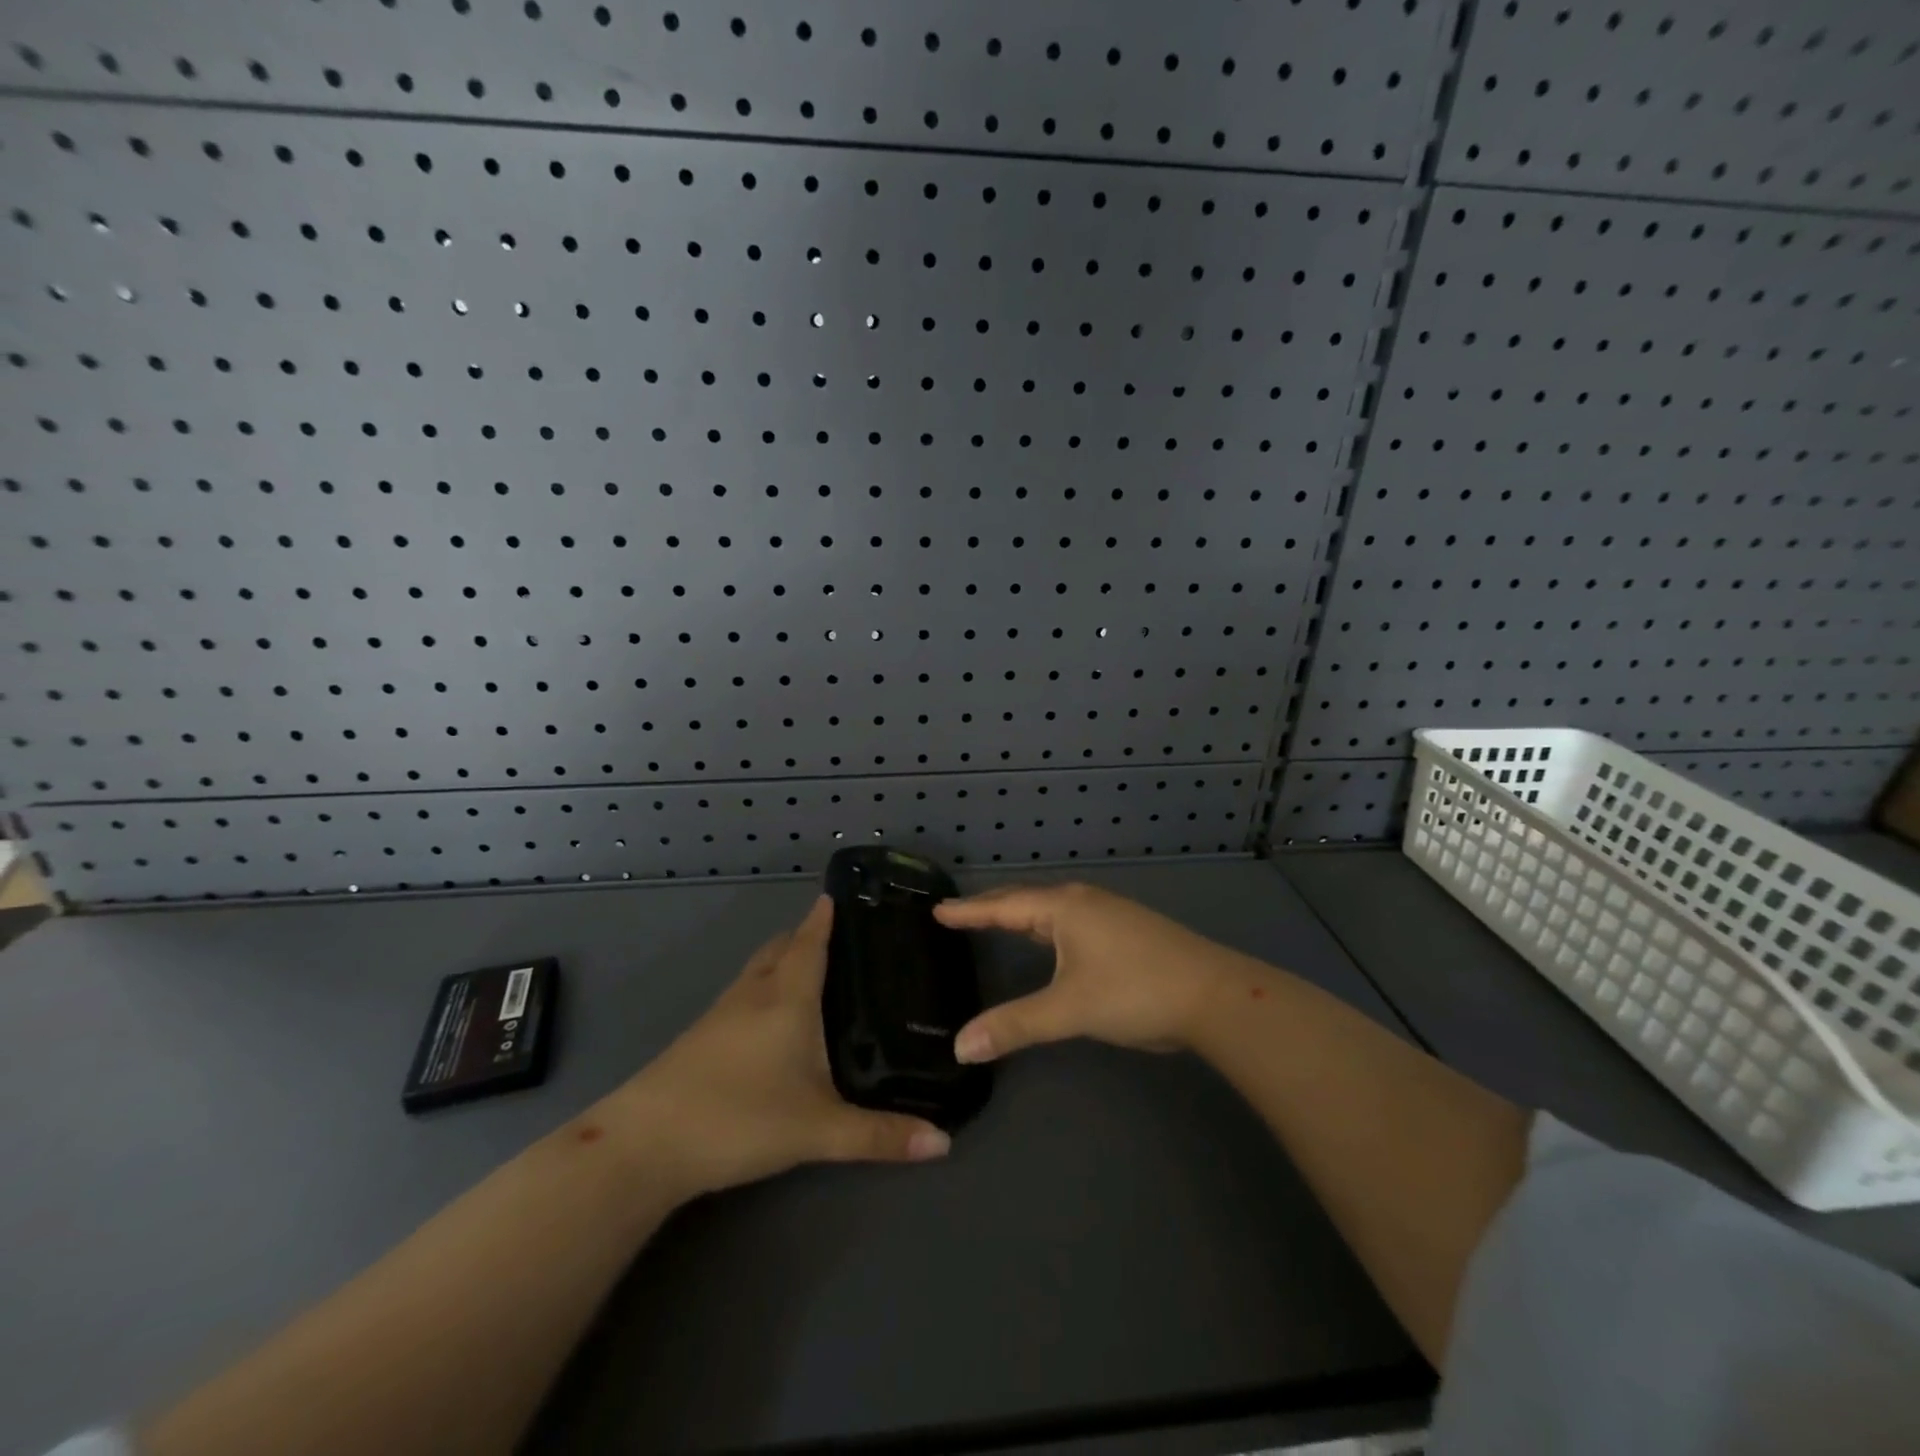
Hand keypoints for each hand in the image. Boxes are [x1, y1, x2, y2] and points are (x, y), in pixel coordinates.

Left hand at [615, 896, 950, 1197]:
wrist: (644, 1144)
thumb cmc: (739, 1117)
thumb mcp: (819, 1129)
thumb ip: (880, 1136)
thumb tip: (944, 1143)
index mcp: (787, 996)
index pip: (811, 940)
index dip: (825, 915)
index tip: (843, 892)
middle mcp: (754, 993)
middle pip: (781, 947)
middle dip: (807, 934)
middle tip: (842, 936)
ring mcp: (721, 1013)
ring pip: (759, 970)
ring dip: (783, 959)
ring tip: (814, 970)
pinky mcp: (700, 1037)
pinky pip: (743, 994)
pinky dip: (765, 987)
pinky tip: (774, 1019)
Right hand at [934, 882, 1256, 1062]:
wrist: (1214, 996)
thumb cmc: (1135, 991)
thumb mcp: (1069, 1009)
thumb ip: (1015, 1026)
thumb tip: (960, 1047)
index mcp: (1064, 908)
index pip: (1004, 906)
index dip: (969, 911)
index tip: (938, 909)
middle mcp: (1083, 901)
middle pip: (1027, 900)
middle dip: (992, 907)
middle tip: (959, 914)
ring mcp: (1109, 914)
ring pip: (1052, 910)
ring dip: (1021, 914)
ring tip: (996, 921)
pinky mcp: (1127, 931)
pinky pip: (1071, 920)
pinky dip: (1046, 926)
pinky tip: (1050, 940)